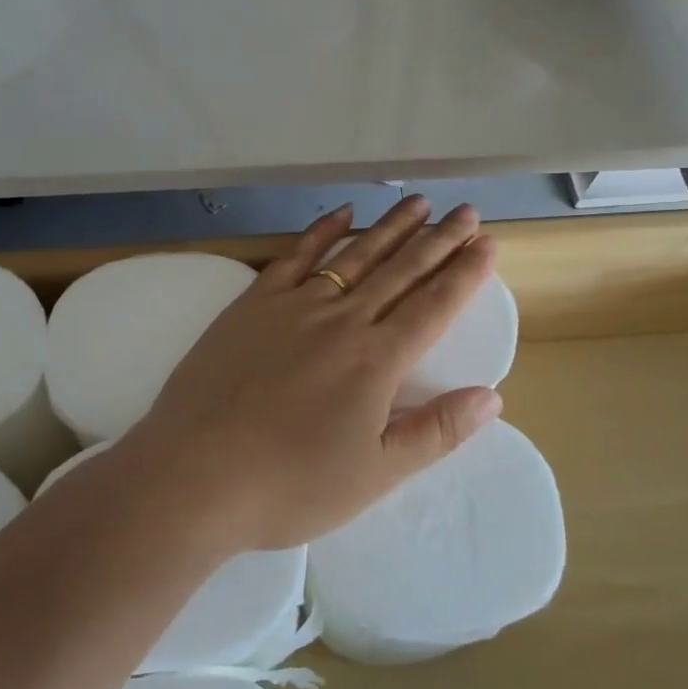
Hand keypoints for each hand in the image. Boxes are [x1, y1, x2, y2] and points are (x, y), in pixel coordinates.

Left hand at [117, 196, 501, 552]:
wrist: (194, 474)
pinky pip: (297, 255)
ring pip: (355, 254)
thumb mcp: (375, 474)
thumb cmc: (290, 485)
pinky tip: (342, 213)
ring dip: (391, 227)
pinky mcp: (254, 302)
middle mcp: (343, 319)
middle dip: (439, 239)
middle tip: (466, 211)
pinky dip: (322, 231)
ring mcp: (295, 305)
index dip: (465, 273)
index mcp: (377, 360)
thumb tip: (492, 397)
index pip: (434, 305)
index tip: (488, 242)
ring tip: (419, 203)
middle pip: (401, 270)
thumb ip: (436, 432)